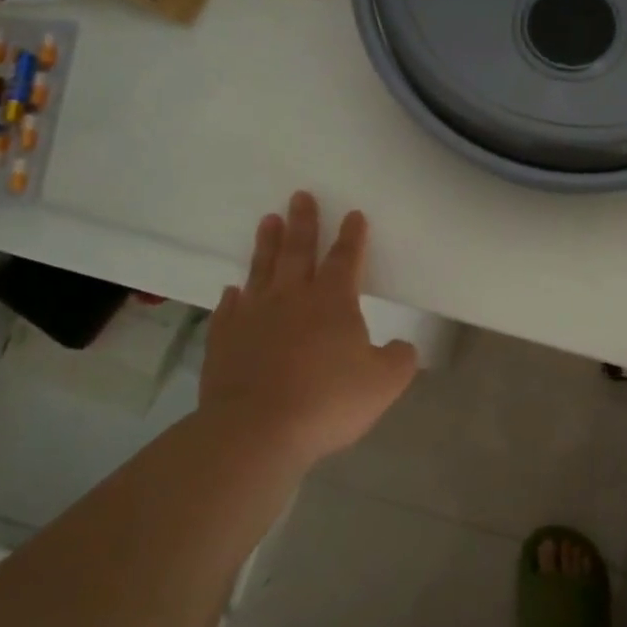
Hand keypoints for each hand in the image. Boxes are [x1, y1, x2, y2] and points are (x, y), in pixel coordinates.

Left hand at [200, 192, 418, 466]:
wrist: (256, 430)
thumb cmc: (327, 401)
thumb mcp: (384, 383)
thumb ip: (399, 360)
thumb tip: (402, 348)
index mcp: (332, 301)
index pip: (345, 258)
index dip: (352, 237)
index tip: (353, 214)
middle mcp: (291, 298)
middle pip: (298, 251)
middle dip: (304, 222)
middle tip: (300, 195)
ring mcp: (253, 316)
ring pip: (261, 270)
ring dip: (266, 244)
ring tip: (268, 220)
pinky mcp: (224, 340)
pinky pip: (229, 310)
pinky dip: (232, 298)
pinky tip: (232, 291)